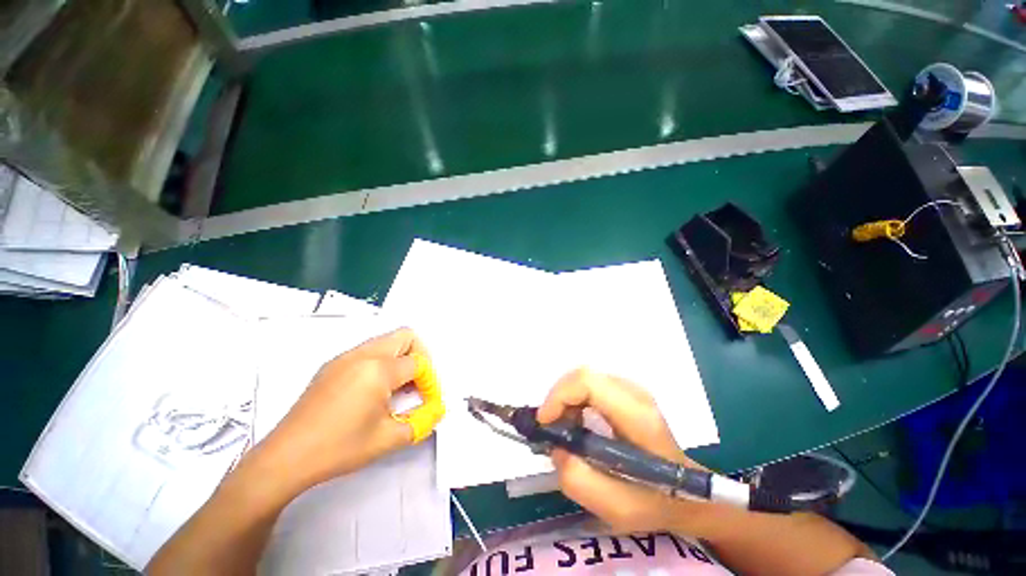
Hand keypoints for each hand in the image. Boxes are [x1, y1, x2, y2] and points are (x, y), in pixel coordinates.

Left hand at [257, 328, 427, 492]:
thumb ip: (422, 421)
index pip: (419, 363)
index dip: (430, 382)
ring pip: (386, 340)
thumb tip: (437, 411)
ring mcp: (345, 357)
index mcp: (379, 369)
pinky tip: (374, 390)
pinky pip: (368, 350)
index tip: (428, 402)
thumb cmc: (339, 449)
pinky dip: (382, 362)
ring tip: (398, 387)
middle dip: (420, 356)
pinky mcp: (332, 365)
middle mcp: (363, 354)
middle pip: (406, 336)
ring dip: (401, 357)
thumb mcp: (388, 439)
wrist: (285, 458)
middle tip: (419, 382)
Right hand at [538, 368, 704, 532]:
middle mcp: (634, 392)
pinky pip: (591, 385)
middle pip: (583, 375)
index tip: (545, 423)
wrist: (689, 491)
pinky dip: (576, 400)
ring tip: (565, 429)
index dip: (559, 395)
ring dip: (566, 400)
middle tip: (552, 428)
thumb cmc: (656, 500)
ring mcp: (632, 389)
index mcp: (636, 415)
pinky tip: (578, 423)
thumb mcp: (616, 507)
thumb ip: (577, 479)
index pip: (587, 382)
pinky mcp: (627, 392)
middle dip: (559, 398)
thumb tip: (555, 448)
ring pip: (585, 378)